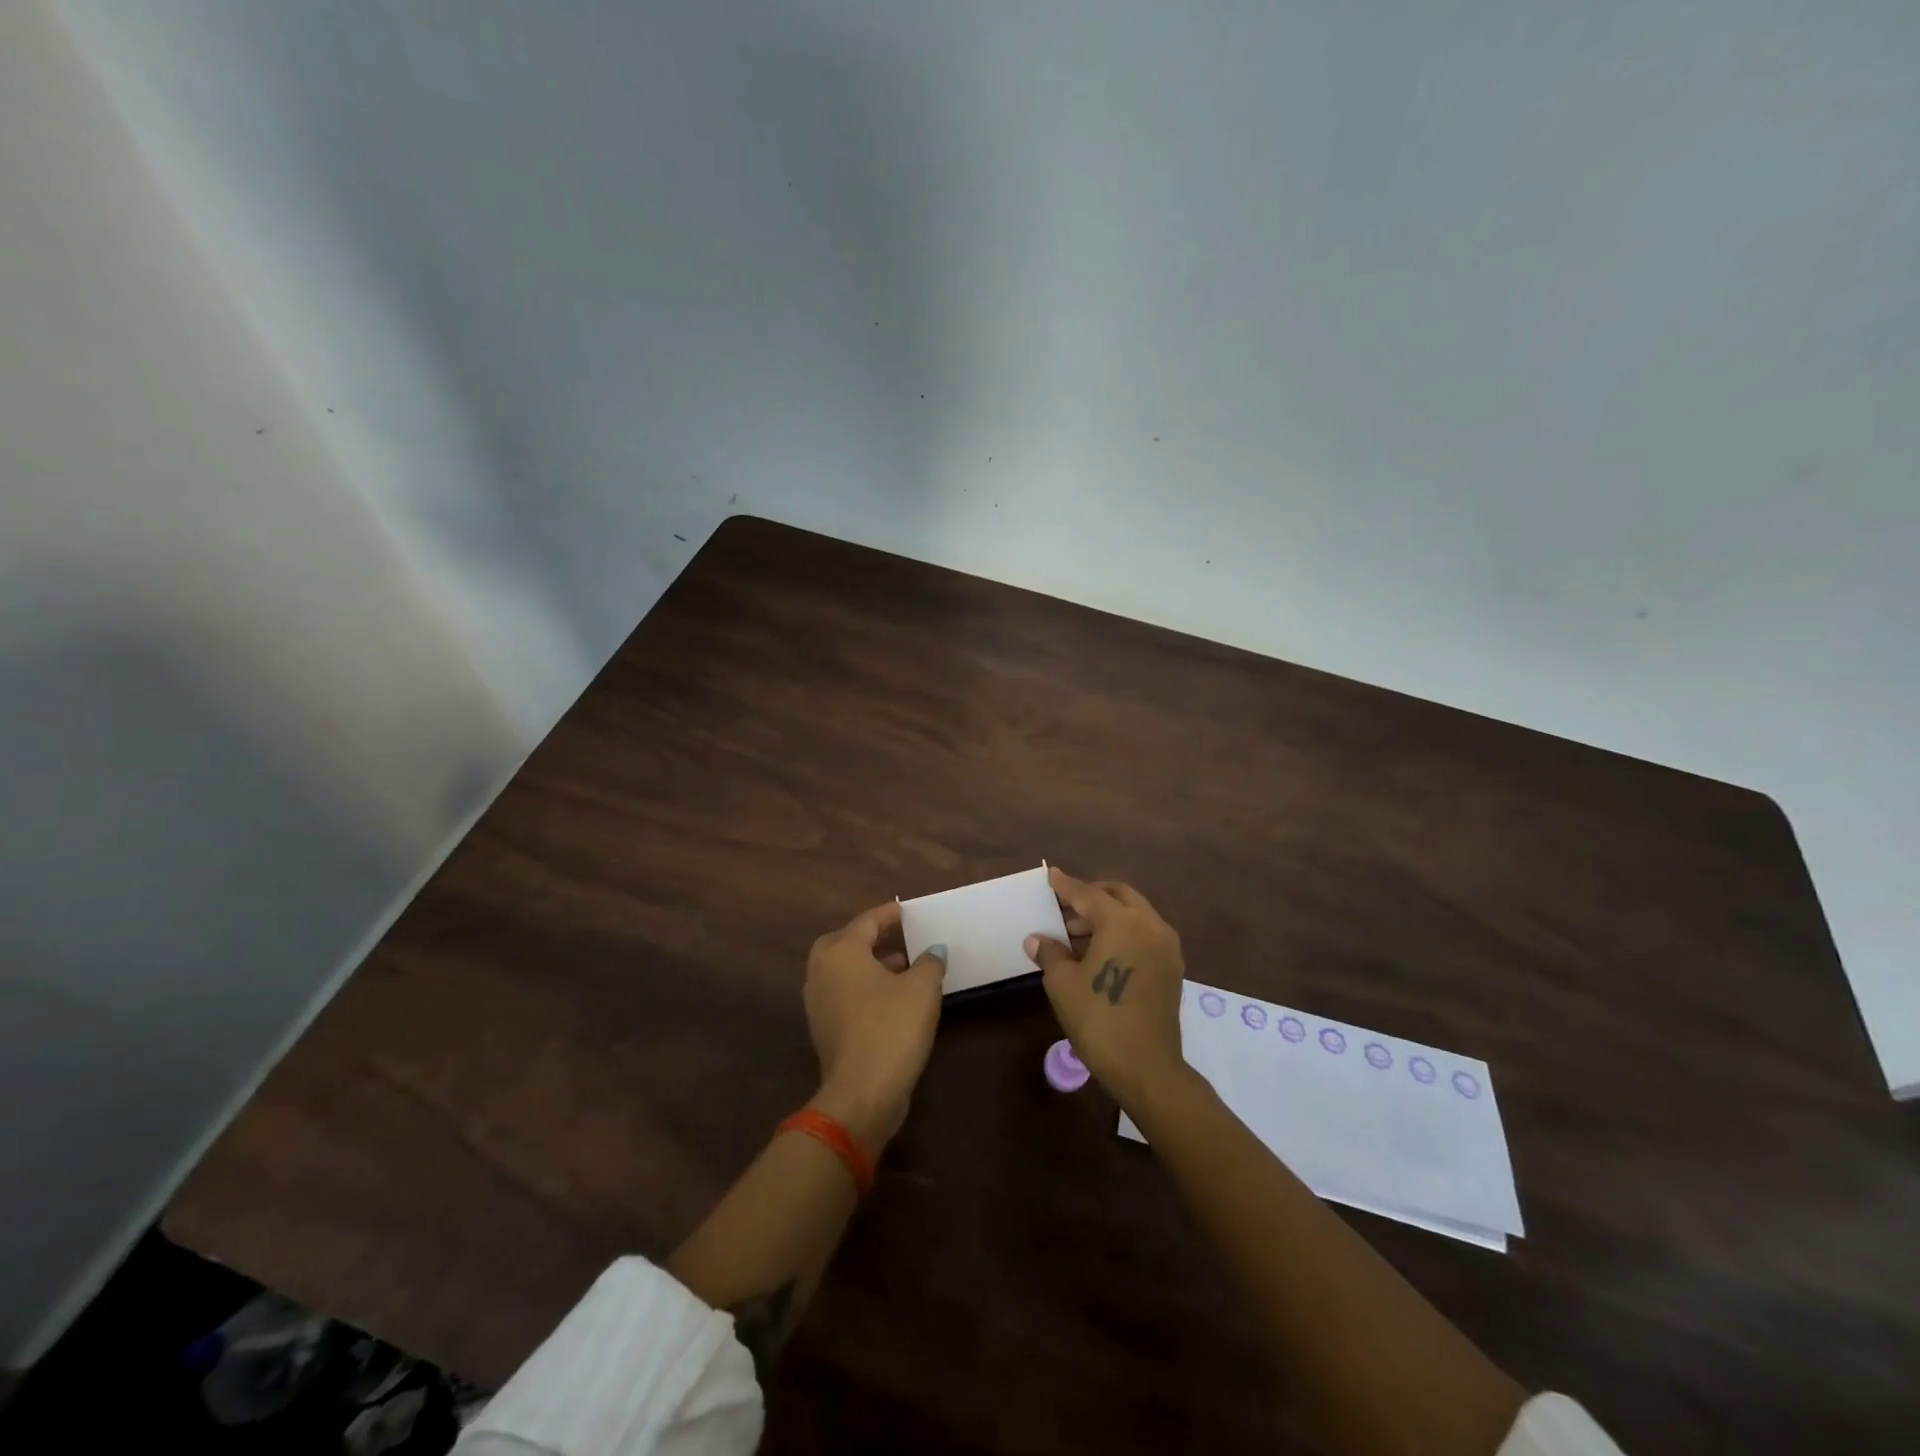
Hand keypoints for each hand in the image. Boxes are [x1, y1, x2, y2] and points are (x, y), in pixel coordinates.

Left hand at [804, 901, 946, 1153]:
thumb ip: (929, 963)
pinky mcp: (823, 1029)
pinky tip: (891, 998)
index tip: (903, 910)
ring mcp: (817, 1003)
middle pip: (843, 942)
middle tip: (894, 936)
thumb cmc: (892, 1027)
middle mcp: (822, 971)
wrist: (861, 1093)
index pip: (866, 921)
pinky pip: (843, 994)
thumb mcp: (922, 989)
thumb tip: (933, 951)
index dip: (888, 914)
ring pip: (842, 970)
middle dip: (869, 937)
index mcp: (842, 952)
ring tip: (902, 967)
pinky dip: (862, 987)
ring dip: (868, 964)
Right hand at [1025, 868, 1185, 1112]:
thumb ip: (1050, 952)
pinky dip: (1123, 932)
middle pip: (1118, 896)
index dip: (1066, 886)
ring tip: (1077, 935)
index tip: (1051, 875)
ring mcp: (1166, 947)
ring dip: (1108, 916)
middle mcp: (1150, 925)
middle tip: (1065, 909)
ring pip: (1135, 914)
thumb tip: (1037, 939)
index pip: (1088, 895)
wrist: (1146, 1068)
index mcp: (1123, 922)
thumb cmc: (1099, 1019)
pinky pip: (1144, 935)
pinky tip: (1101, 953)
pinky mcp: (1172, 968)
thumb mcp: (1063, 983)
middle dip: (1091, 897)